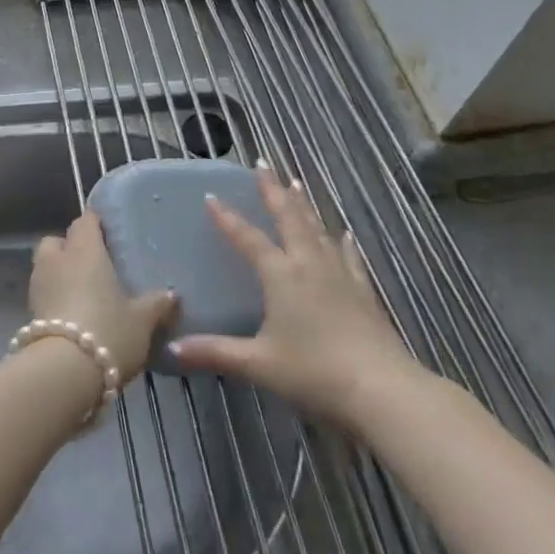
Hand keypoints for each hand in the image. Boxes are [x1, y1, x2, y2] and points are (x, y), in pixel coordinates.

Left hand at [29, 211, 176, 380]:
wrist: (63, 373)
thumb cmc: (107, 331)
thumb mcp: (142, 320)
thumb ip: (156, 304)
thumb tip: (172, 294)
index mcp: (84, 250)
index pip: (85, 221)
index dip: (96, 224)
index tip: (109, 233)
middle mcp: (57, 260)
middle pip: (57, 241)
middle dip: (70, 247)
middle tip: (93, 264)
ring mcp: (38, 286)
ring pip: (46, 267)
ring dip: (59, 274)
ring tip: (83, 293)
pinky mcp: (29, 313)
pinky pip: (43, 294)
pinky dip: (54, 299)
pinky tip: (72, 317)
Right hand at [169, 166, 425, 425]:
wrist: (381, 389)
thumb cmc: (314, 372)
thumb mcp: (259, 364)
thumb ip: (215, 352)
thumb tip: (173, 350)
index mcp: (281, 275)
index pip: (248, 238)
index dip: (227, 218)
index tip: (211, 196)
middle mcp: (309, 264)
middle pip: (288, 218)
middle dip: (273, 190)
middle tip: (264, 164)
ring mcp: (340, 275)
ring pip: (317, 229)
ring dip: (304, 206)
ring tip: (296, 183)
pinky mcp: (363, 291)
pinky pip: (349, 257)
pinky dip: (343, 242)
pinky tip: (344, 234)